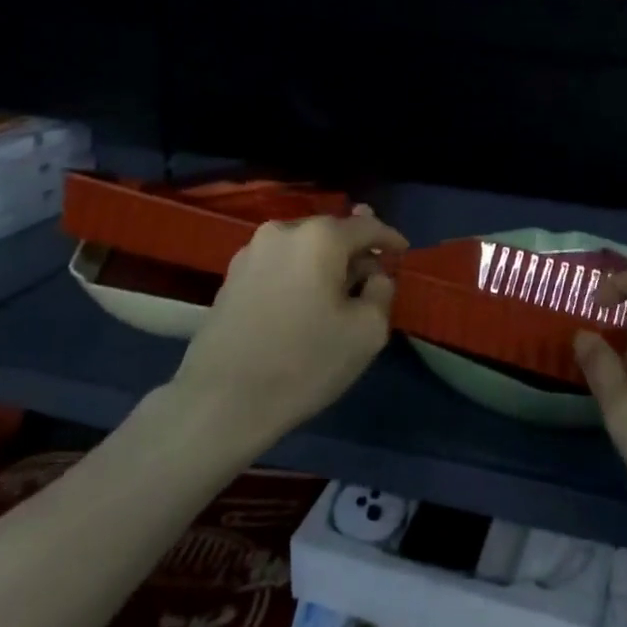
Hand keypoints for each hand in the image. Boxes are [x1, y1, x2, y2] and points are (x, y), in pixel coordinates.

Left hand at [172, 208, 407, 451]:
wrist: (222, 401)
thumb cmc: (305, 362)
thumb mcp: (367, 331)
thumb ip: (381, 290)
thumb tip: (374, 275)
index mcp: (320, 237)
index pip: (366, 226)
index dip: (390, 238)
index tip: (404, 253)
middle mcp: (283, 231)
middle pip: (332, 233)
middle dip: (355, 251)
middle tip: (373, 274)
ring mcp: (251, 252)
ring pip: (303, 248)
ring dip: (324, 264)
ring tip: (338, 291)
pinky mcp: (231, 277)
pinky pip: (279, 265)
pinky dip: (298, 275)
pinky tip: (303, 303)